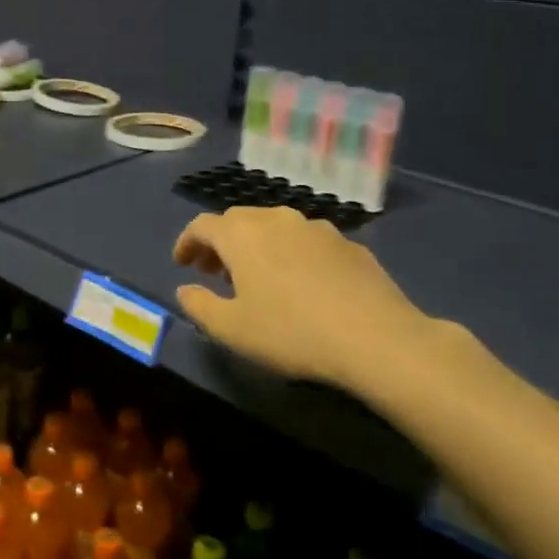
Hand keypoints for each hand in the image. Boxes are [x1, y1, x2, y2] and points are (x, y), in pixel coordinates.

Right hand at [173, 207, 436, 392]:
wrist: (377, 339)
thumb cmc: (290, 332)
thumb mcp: (230, 329)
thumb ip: (199, 305)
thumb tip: (185, 289)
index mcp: (242, 235)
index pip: (202, 225)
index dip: (186, 242)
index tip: (181, 264)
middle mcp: (277, 220)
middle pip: (238, 220)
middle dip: (220, 242)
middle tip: (214, 271)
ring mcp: (317, 228)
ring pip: (275, 227)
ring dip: (257, 245)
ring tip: (257, 277)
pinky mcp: (349, 244)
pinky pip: (307, 242)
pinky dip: (291, 254)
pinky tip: (301, 284)